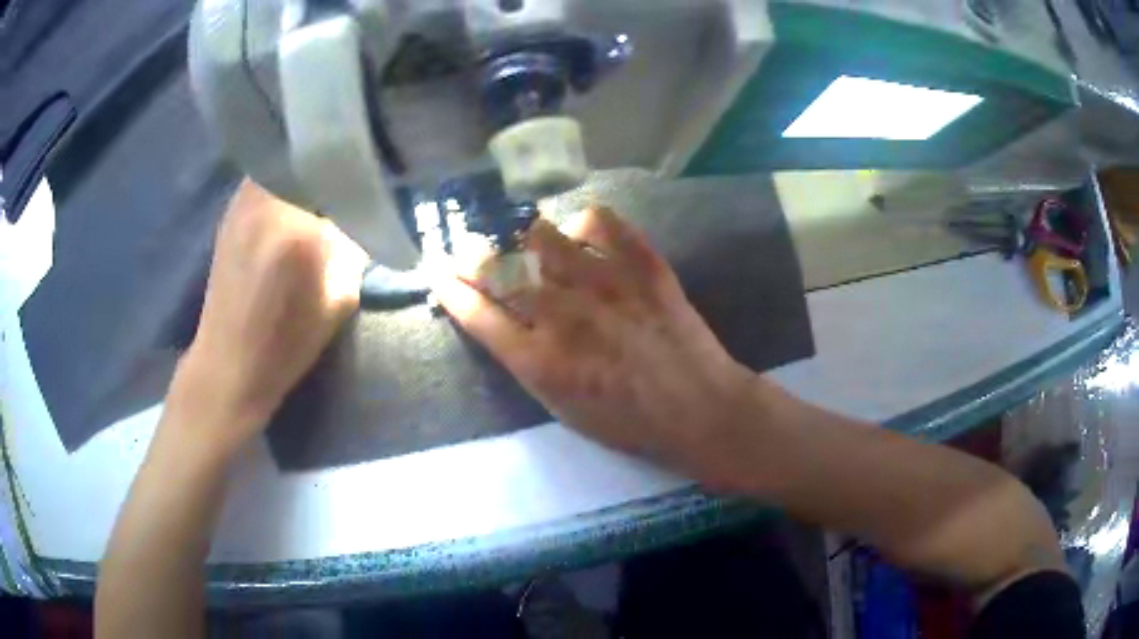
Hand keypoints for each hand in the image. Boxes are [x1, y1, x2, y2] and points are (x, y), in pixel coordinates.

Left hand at [172, 181, 368, 453]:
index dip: (362, 167)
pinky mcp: (231, 210)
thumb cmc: (288, 340)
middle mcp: (264, 201)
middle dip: (334, 160)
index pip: (340, 171)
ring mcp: (242, 201)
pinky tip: (297, 194)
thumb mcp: (340, 298)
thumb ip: (356, 244)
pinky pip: (267, 176)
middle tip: (354, 171)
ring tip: (327, 179)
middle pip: (308, 155)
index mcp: (296, 227)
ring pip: (284, 160)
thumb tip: (367, 207)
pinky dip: (286, 175)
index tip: (380, 173)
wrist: (229, 363)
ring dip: (307, 165)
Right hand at [432, 207, 757, 488]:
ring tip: (524, 239)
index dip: (453, 290)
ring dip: (522, 235)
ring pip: (541, 236)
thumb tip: (502, 323)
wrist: (698, 407)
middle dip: (474, 256)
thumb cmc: (629, 422)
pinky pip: (601, 222)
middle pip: (500, 269)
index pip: (477, 314)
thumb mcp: (562, 409)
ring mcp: (603, 283)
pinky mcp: (641, 264)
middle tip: (470, 250)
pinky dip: (584, 223)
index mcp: (539, 361)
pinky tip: (582, 235)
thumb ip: (526, 363)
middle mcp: (562, 315)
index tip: (441, 275)